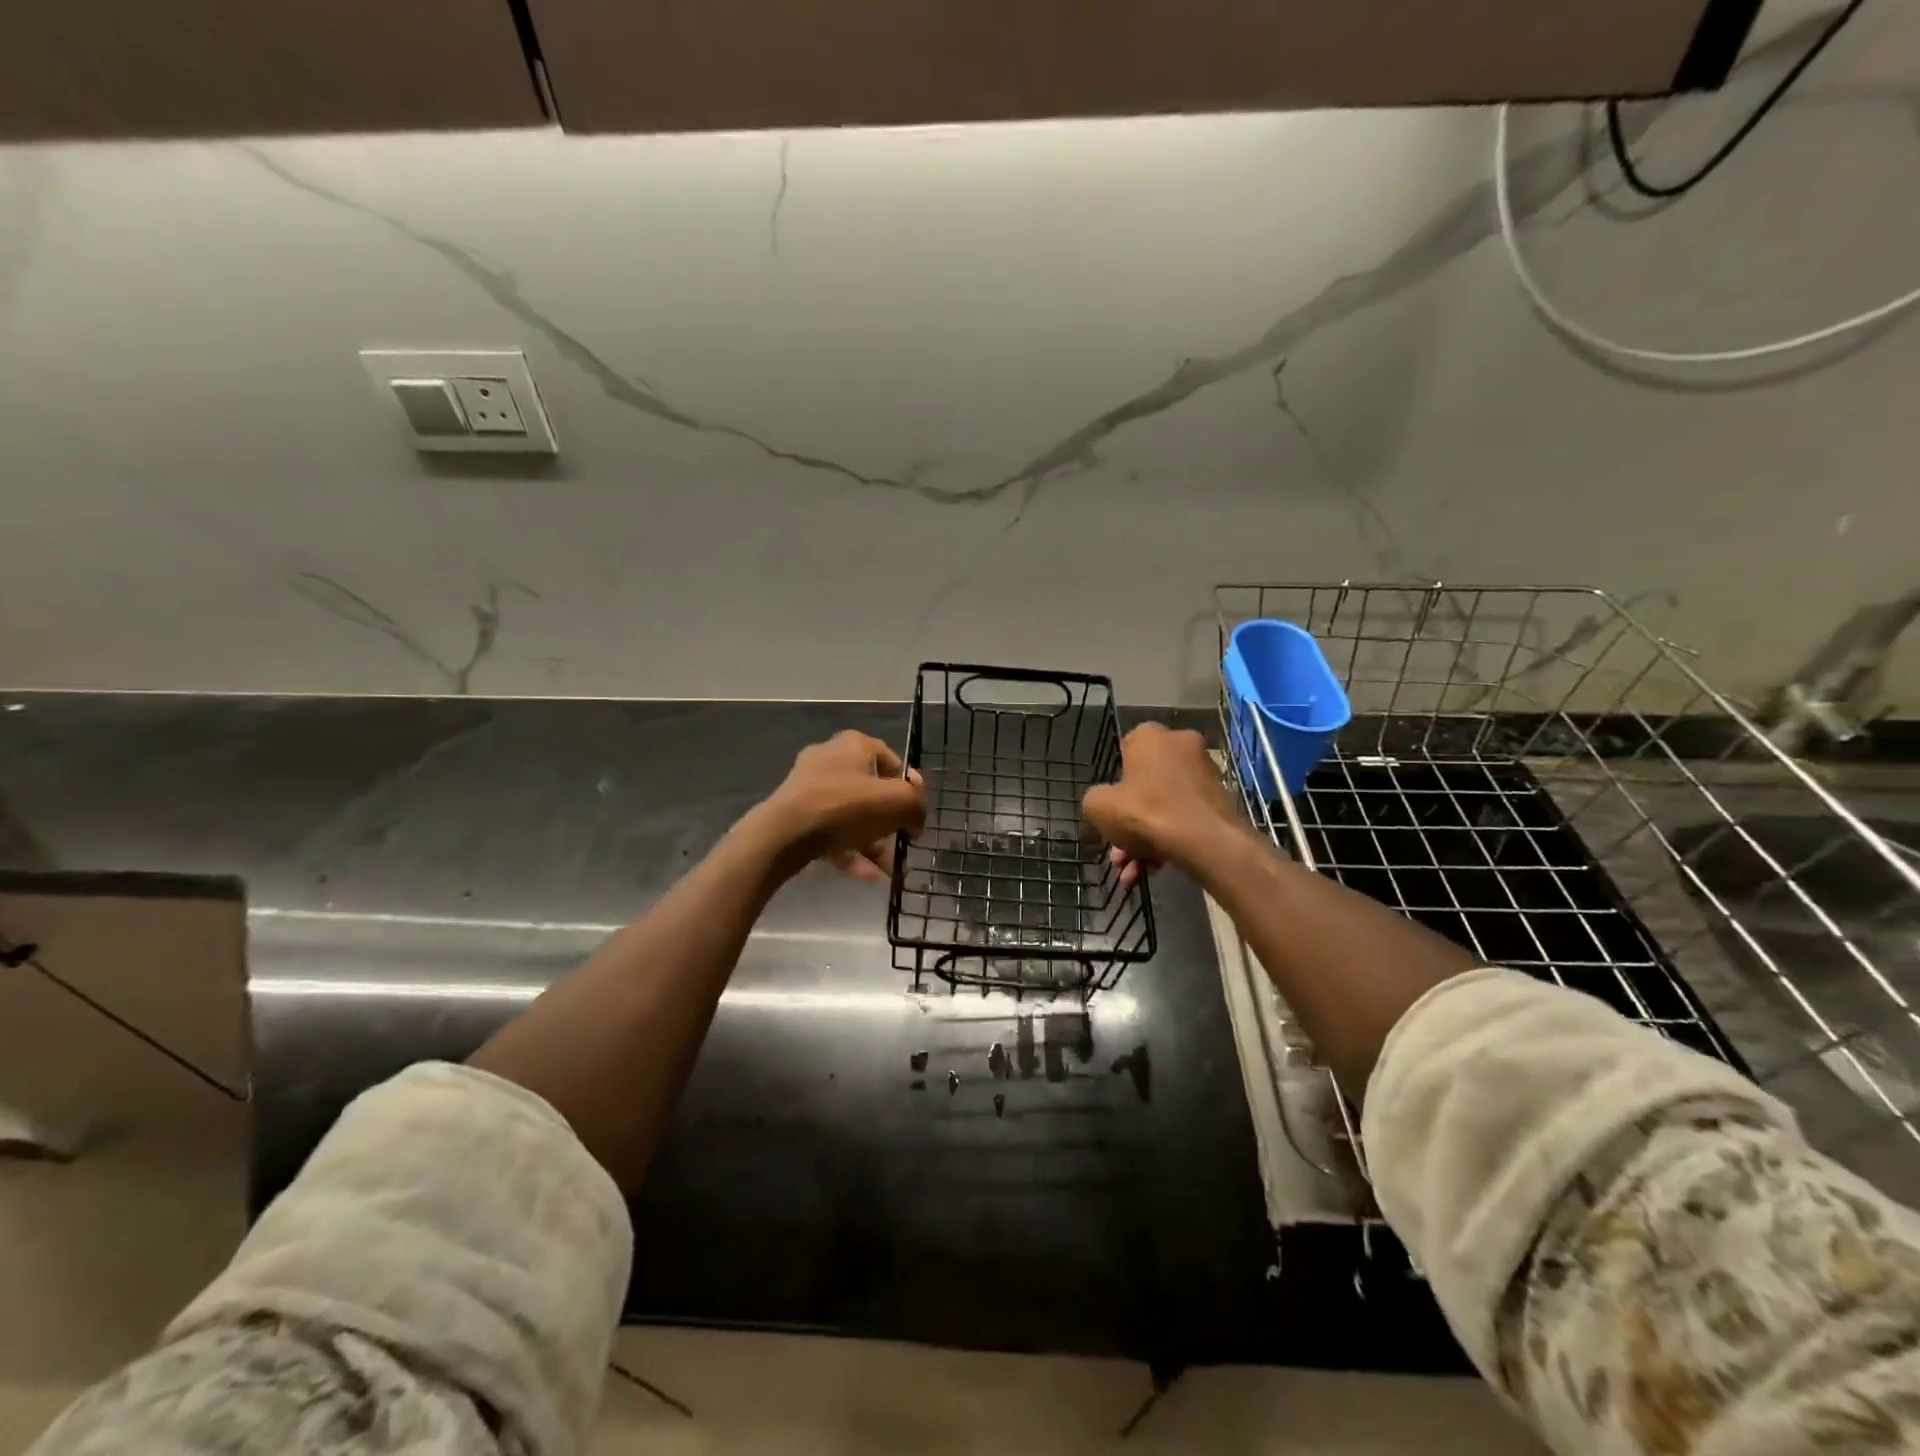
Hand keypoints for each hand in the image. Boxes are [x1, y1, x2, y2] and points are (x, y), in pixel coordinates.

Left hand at [753, 730, 925, 881]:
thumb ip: (916, 806)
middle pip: (871, 791)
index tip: (915, 813)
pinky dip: (851, 852)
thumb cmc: (846, 806)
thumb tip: (915, 821)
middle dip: (890, 822)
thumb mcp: (898, 802)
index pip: (891, 760)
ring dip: (874, 843)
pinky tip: (868, 876)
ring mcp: (809, 788)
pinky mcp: (796, 815)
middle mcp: (830, 760)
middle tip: (903, 843)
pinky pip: (831, 832)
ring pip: (851, 816)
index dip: (909, 787)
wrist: (784, 833)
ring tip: (890, 869)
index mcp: (854, 745)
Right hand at [1081, 724, 1239, 886]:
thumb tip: (1105, 802)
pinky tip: (1155, 870)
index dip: (1114, 782)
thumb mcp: (1098, 805)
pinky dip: (1169, 840)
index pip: (1125, 751)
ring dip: (1145, 839)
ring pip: (1164, 806)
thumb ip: (1095, 798)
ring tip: (1133, 872)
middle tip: (1119, 853)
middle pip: (1144, 786)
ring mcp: (1204, 773)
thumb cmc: (1145, 811)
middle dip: (1128, 823)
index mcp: (1149, 736)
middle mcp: (1180, 745)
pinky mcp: (1220, 799)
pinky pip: (1184, 817)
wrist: (1205, 841)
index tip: (1109, 807)